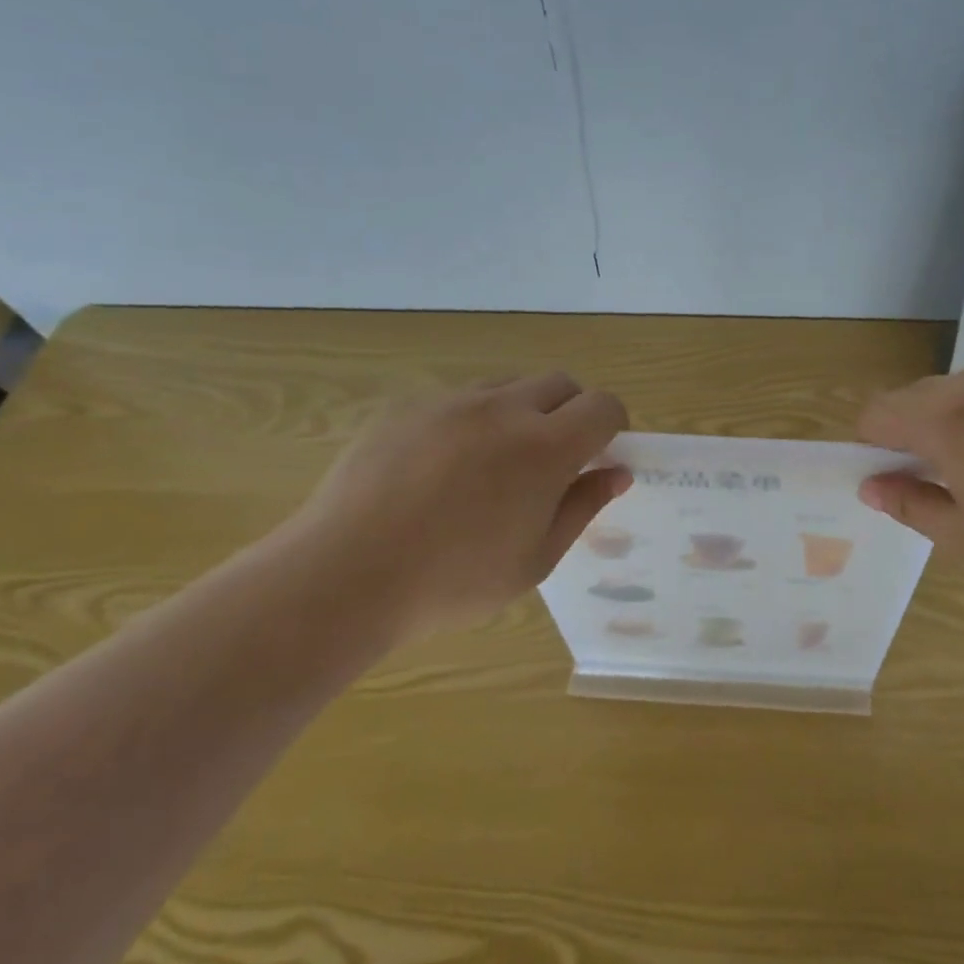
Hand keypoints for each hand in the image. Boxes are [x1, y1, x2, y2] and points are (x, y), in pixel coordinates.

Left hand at [283, 372, 629, 647]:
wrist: (346, 574)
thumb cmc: (454, 581)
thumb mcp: (536, 559)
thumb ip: (583, 507)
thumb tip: (617, 473)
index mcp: (545, 447)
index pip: (603, 406)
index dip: (613, 426)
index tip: (600, 456)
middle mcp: (503, 409)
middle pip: (560, 383)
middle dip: (572, 411)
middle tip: (554, 460)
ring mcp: (450, 402)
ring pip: (508, 386)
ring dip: (522, 412)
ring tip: (495, 465)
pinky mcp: (406, 407)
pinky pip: (458, 399)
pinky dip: (472, 420)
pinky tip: (442, 469)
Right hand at [855, 360, 963, 598]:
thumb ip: (910, 505)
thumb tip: (872, 485)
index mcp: (945, 421)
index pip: (876, 413)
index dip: (874, 447)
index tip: (897, 480)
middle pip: (913, 398)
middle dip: (912, 435)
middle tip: (946, 482)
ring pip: (957, 391)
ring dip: (954, 423)